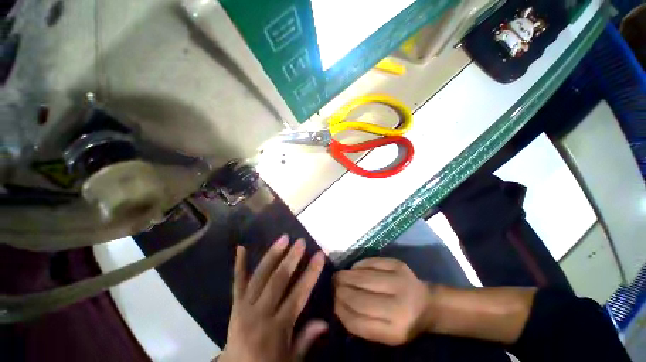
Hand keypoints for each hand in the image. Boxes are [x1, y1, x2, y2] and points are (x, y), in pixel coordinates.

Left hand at [219, 236, 326, 361]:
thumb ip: (306, 340)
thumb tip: (324, 321)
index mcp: (276, 329)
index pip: (298, 294)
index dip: (311, 273)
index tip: (320, 255)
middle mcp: (260, 315)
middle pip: (278, 281)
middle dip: (291, 259)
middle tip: (301, 241)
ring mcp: (244, 308)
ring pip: (260, 276)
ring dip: (272, 255)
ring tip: (283, 238)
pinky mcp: (235, 306)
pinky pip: (237, 283)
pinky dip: (239, 265)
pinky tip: (241, 248)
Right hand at [334, 258, 435, 345]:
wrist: (428, 303)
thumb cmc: (404, 321)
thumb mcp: (385, 333)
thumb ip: (362, 324)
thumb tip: (338, 305)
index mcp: (395, 331)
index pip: (358, 322)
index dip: (341, 310)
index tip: (332, 303)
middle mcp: (399, 306)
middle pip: (359, 297)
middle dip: (340, 290)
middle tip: (332, 285)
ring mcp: (399, 281)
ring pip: (362, 277)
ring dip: (345, 276)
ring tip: (338, 277)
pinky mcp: (398, 264)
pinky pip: (370, 262)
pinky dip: (358, 266)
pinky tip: (353, 269)